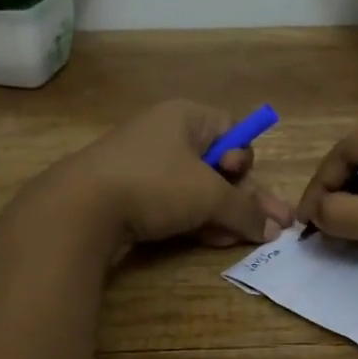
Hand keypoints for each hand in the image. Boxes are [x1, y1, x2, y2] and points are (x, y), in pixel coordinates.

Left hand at [43, 100, 294, 259]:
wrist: (80, 208)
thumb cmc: (154, 184)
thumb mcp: (209, 196)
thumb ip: (245, 211)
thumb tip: (277, 229)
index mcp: (185, 117)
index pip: (231, 129)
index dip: (243, 156)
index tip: (239, 177)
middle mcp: (166, 134)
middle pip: (217, 164)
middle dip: (241, 197)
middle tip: (267, 226)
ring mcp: (144, 165)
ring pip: (195, 188)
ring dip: (220, 213)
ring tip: (237, 240)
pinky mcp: (129, 194)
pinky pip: (172, 203)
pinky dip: (192, 220)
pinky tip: (208, 241)